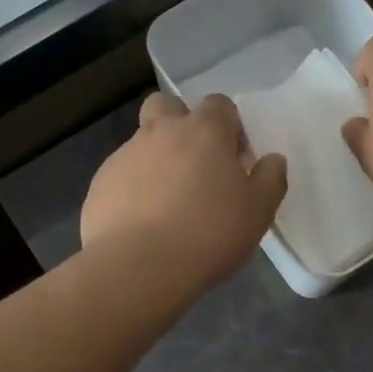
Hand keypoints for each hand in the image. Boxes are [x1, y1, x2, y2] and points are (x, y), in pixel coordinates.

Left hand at [81, 92, 286, 293]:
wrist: (139, 267)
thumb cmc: (209, 234)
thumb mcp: (258, 211)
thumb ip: (270, 179)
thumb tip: (272, 160)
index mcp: (204, 131)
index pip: (219, 104)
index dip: (229, 126)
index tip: (234, 159)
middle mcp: (161, 132)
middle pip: (167, 105)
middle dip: (180, 123)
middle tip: (194, 163)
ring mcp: (125, 156)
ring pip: (142, 142)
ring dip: (156, 159)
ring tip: (167, 202)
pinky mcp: (100, 184)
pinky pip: (121, 175)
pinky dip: (133, 188)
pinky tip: (142, 221)